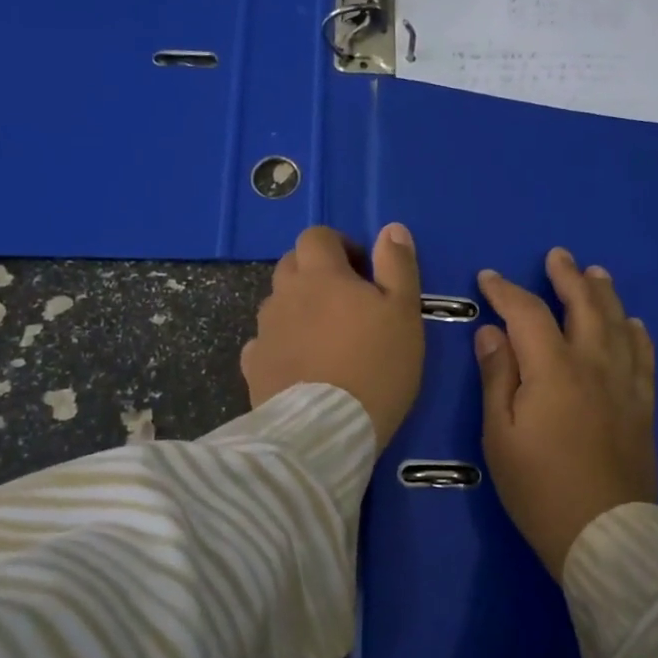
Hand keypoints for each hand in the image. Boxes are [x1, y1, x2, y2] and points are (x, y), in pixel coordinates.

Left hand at [242, 224, 424, 449]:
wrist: (326, 429)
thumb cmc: (376, 365)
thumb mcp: (404, 312)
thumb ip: (398, 266)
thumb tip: (390, 228)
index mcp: (321, 275)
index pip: (317, 236)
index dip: (339, 244)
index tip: (362, 270)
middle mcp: (284, 295)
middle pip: (291, 265)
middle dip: (316, 273)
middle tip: (346, 302)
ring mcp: (264, 331)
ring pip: (278, 304)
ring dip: (299, 309)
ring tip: (325, 339)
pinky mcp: (253, 367)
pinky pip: (264, 343)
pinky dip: (281, 345)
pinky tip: (300, 366)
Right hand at [475, 247, 657, 581]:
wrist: (604, 534)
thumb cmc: (538, 487)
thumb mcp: (500, 435)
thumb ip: (497, 376)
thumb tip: (491, 332)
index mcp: (553, 368)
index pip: (527, 313)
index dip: (506, 291)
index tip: (489, 278)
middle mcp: (594, 364)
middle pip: (584, 306)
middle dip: (568, 277)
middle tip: (558, 255)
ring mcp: (625, 384)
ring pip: (618, 324)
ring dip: (605, 294)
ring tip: (596, 273)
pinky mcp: (643, 406)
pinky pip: (644, 358)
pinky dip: (637, 334)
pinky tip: (634, 324)